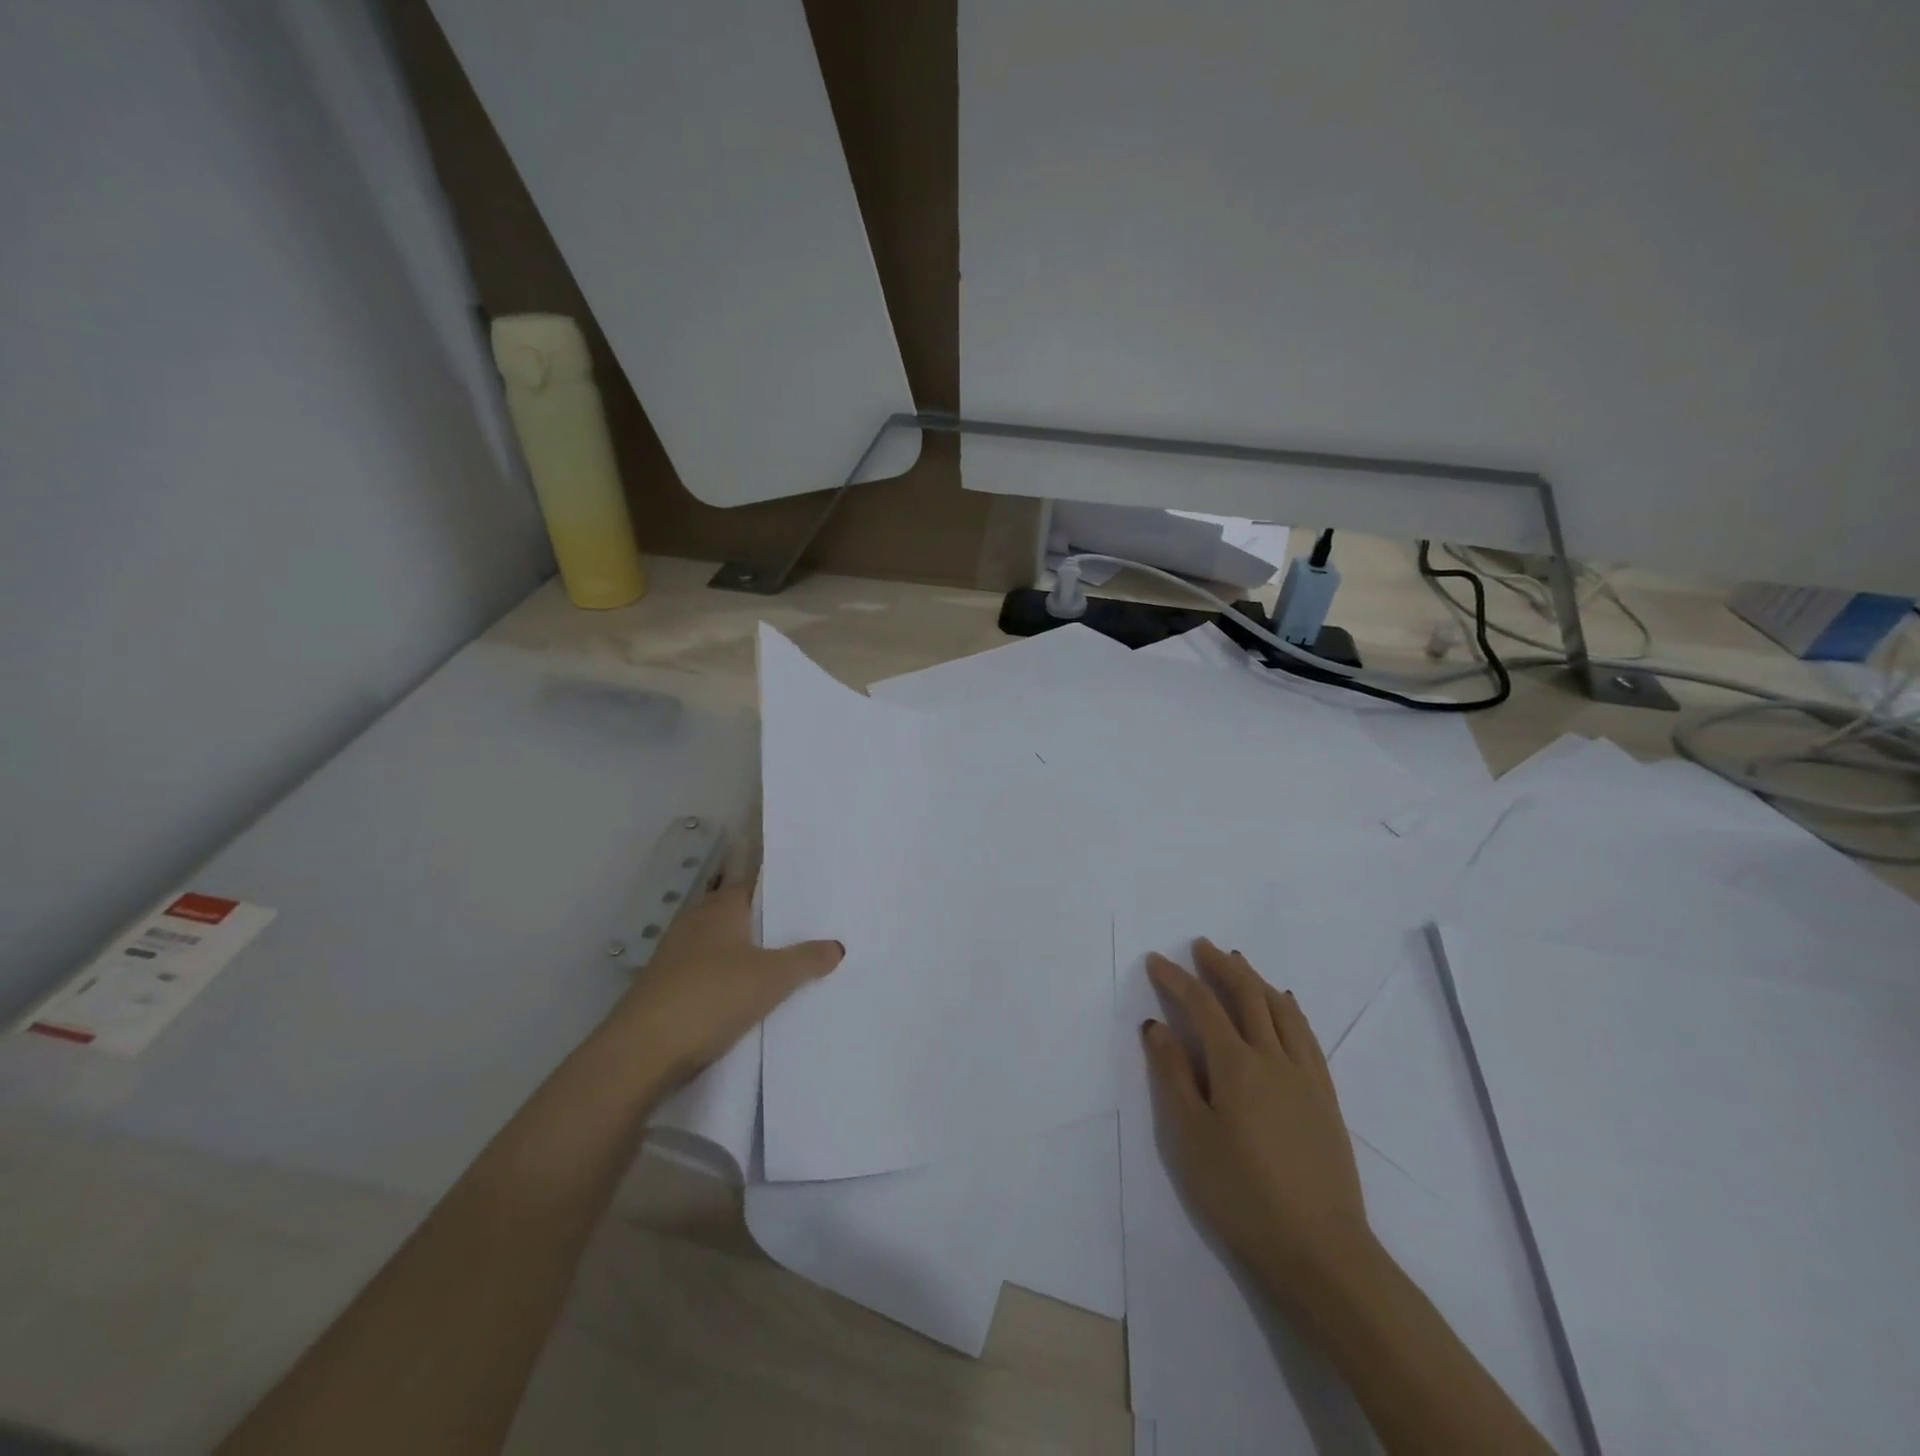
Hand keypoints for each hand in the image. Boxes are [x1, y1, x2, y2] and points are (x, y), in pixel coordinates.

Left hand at [607, 884, 842, 1086]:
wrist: (641, 1053)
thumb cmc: (711, 997)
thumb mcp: (771, 978)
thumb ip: (806, 959)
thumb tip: (837, 946)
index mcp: (721, 907)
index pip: (757, 884)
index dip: (784, 890)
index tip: (815, 898)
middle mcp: (697, 921)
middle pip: (742, 916)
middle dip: (772, 925)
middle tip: (813, 933)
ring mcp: (677, 955)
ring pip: (726, 947)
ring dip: (752, 955)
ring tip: (791, 966)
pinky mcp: (668, 988)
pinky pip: (712, 974)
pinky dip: (732, 980)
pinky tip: (753, 998)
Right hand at [1142, 940, 1373, 1303]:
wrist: (1321, 1252)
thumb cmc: (1242, 1194)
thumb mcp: (1191, 1137)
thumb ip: (1172, 1075)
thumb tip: (1156, 1025)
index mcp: (1236, 1065)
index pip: (1202, 1005)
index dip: (1177, 979)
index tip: (1157, 960)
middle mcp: (1273, 1058)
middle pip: (1248, 996)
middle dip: (1221, 966)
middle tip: (1201, 946)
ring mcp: (1305, 1076)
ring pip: (1281, 1010)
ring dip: (1257, 980)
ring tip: (1239, 963)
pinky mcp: (1326, 1098)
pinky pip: (1307, 1035)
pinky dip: (1290, 1009)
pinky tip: (1286, 1005)